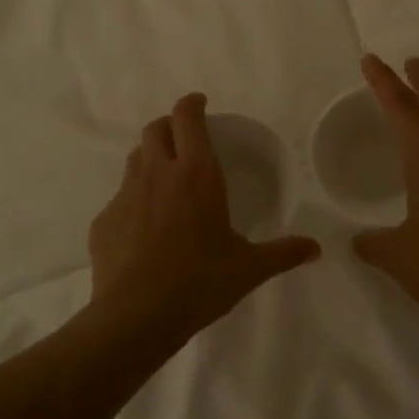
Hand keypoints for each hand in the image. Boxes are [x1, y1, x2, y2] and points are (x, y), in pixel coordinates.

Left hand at [89, 93, 320, 343]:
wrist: (137, 316)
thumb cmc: (200, 282)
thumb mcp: (249, 268)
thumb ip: (283, 253)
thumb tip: (315, 248)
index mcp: (196, 174)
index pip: (187, 118)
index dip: (192, 104)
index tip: (200, 103)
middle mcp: (158, 174)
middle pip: (155, 129)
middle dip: (169, 125)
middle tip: (184, 138)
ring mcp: (125, 196)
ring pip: (135, 159)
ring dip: (150, 158)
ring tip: (165, 179)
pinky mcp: (103, 221)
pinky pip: (120, 199)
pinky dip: (134, 201)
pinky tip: (144, 228)